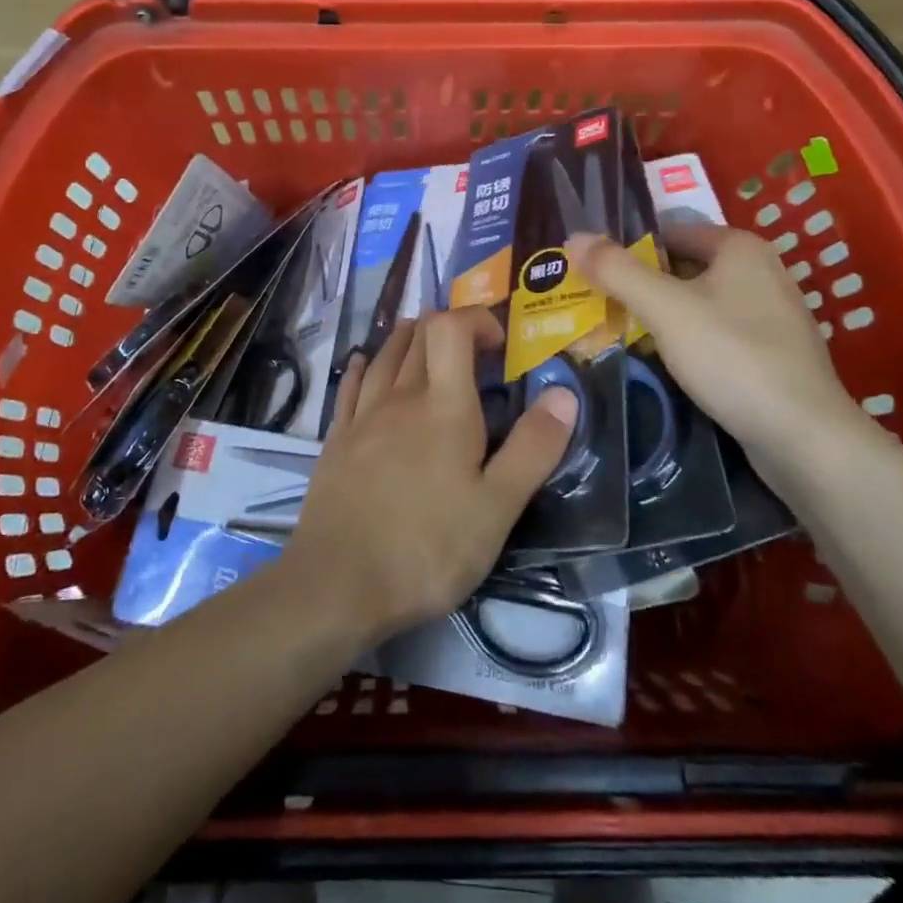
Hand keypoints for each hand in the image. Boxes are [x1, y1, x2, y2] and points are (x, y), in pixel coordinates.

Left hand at [282, 310, 576, 646]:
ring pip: (385, 355)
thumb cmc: (428, 547)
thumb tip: (565, 392)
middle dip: (447, 327)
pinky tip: (366, 364)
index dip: (475, 319)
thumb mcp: (497, 508)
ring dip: (408, 339)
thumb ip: (533, 448)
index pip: (451, 328)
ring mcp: (363, 416)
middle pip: (418, 335)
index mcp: (444, 406)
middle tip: (471, 350)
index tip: (499, 344)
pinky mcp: (337, 439)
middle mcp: (400, 397)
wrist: (338, 583)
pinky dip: (366, 365)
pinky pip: (351, 385)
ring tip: (425, 344)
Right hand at [567, 224, 872, 467]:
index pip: (669, 231)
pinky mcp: (774, 353)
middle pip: (683, 267)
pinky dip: (688, 341)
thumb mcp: (665, 308)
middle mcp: (761, 271)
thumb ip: (616, 270)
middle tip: (598, 305)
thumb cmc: (732, 357)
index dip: (629, 249)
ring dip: (662, 316)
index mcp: (740, 247)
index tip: (593, 274)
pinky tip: (664, 363)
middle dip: (641, 285)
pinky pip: (717, 333)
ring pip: (699, 303)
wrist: (804, 437)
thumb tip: (573, 237)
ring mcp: (772, 314)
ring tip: (620, 335)